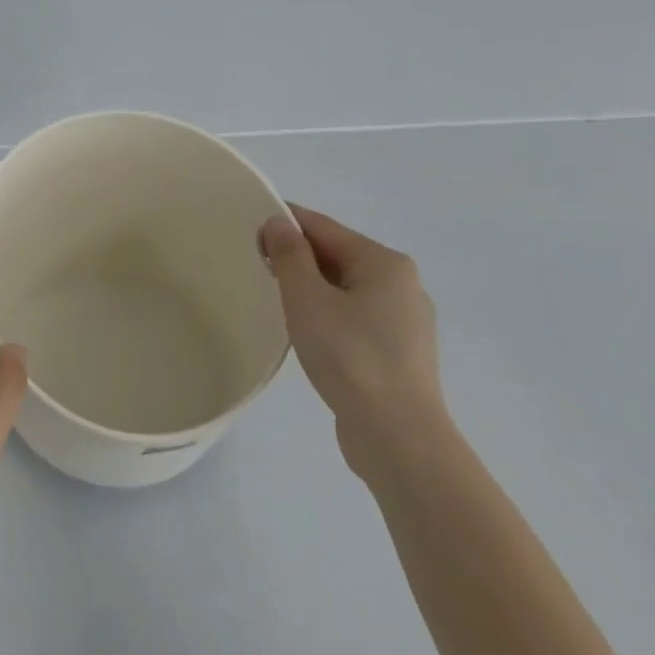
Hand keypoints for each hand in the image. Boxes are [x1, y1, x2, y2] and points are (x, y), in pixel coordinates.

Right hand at [260, 205, 451, 483]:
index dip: (285, 223)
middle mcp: (403, 284)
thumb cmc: (348, 356)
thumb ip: (290, 255)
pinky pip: (355, 315)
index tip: (248, 231)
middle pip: (338, 255)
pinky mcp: (399, 350)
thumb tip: (279, 222)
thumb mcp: (306, 299)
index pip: (324, 227)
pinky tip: (307, 332)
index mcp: (385, 263)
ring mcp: (405, 319)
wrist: (396, 432)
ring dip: (311, 287)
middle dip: (296, 257)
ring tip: (276, 300)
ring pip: (346, 287)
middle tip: (255, 267)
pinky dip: (328, 313)